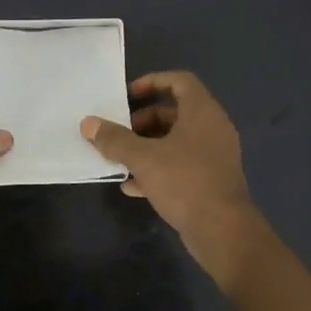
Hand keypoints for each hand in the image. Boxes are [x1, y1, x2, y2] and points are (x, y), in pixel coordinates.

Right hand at [81, 71, 263, 286]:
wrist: (222, 230)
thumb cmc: (184, 181)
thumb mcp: (143, 158)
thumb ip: (114, 139)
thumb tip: (88, 123)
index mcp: (202, 112)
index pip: (180, 81)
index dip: (153, 82)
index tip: (128, 95)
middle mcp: (212, 128)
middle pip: (175, 112)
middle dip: (144, 121)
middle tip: (121, 133)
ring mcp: (214, 156)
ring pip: (177, 141)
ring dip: (148, 146)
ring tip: (121, 159)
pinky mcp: (211, 180)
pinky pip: (181, 165)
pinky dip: (158, 169)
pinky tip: (133, 186)